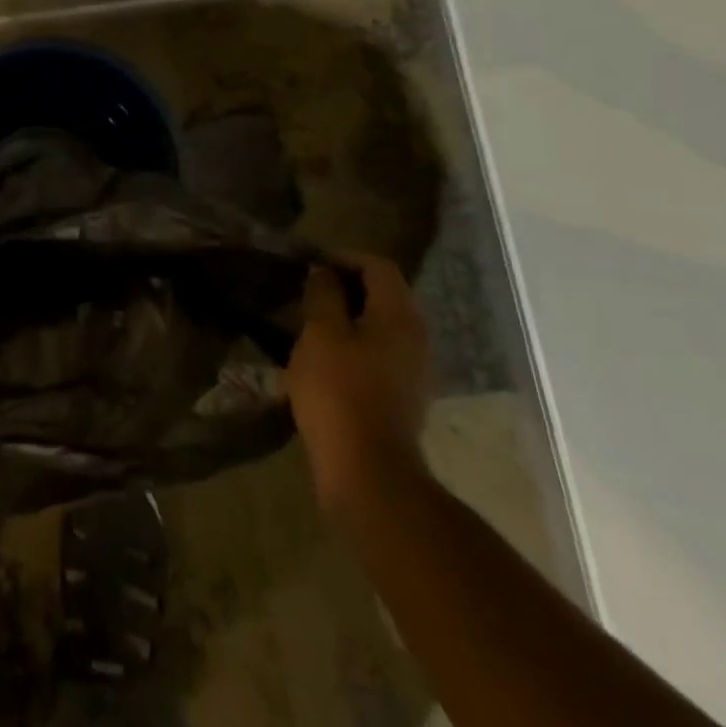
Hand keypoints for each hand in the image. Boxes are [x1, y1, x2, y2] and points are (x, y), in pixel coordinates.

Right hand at [284, 251, 430, 515]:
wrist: (367, 469)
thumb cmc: (339, 391)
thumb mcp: (320, 334)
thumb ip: (323, 295)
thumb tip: (324, 272)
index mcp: (400, 316)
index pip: (378, 266)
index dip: (344, 257)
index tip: (310, 264)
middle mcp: (417, 337)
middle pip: (385, 294)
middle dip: (346, 286)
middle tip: (308, 291)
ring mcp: (415, 369)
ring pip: (382, 325)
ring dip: (349, 316)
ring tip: (311, 322)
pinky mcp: (405, 395)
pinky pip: (381, 352)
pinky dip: (356, 344)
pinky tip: (327, 357)